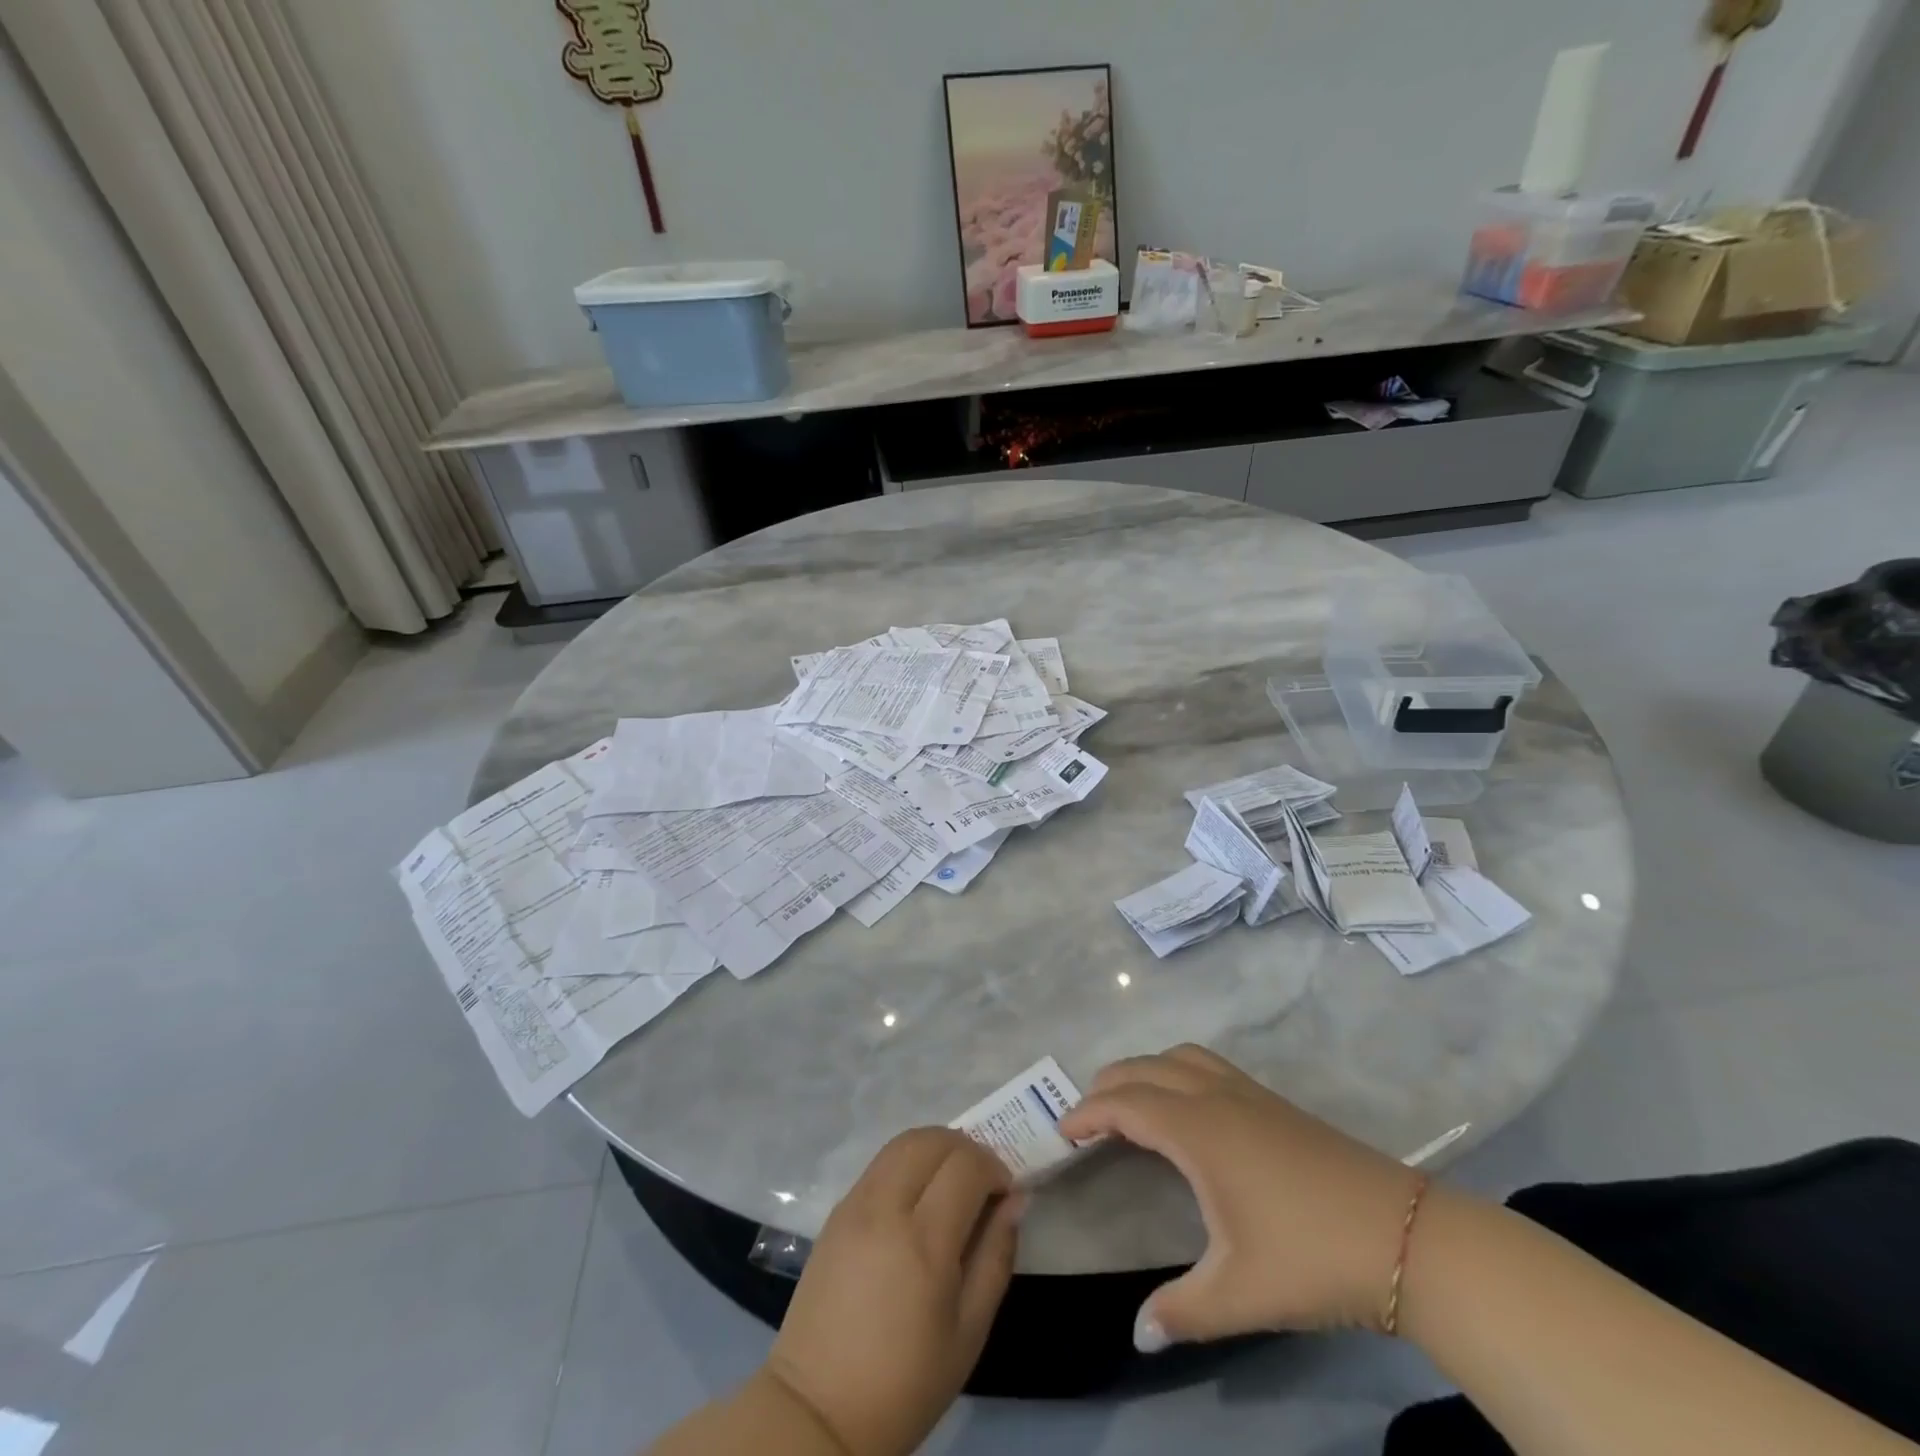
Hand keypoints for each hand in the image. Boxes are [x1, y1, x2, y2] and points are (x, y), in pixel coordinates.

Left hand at [760, 1128, 1021, 1455]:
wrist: (818, 1409)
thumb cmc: (905, 1381)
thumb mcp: (969, 1332)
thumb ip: (996, 1256)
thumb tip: (1015, 1200)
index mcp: (923, 1241)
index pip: (966, 1165)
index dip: (994, 1167)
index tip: (1005, 1192)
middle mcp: (886, 1207)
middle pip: (932, 1139)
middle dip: (967, 1148)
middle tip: (982, 1180)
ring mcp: (855, 1203)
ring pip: (903, 1141)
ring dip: (936, 1147)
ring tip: (952, 1182)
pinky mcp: (837, 1210)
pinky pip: (880, 1163)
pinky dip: (908, 1161)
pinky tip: (918, 1196)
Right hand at [1059, 1044, 1417, 1350]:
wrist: (1405, 1236)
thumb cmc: (1312, 1257)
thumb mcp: (1240, 1294)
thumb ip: (1181, 1312)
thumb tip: (1137, 1335)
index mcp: (1197, 1129)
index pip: (1124, 1104)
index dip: (1087, 1113)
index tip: (1062, 1132)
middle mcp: (1214, 1096)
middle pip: (1144, 1068)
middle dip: (1107, 1085)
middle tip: (1086, 1119)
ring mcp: (1247, 1092)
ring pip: (1178, 1056)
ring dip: (1144, 1070)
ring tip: (1129, 1102)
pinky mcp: (1272, 1099)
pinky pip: (1205, 1064)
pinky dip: (1175, 1070)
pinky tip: (1186, 1108)